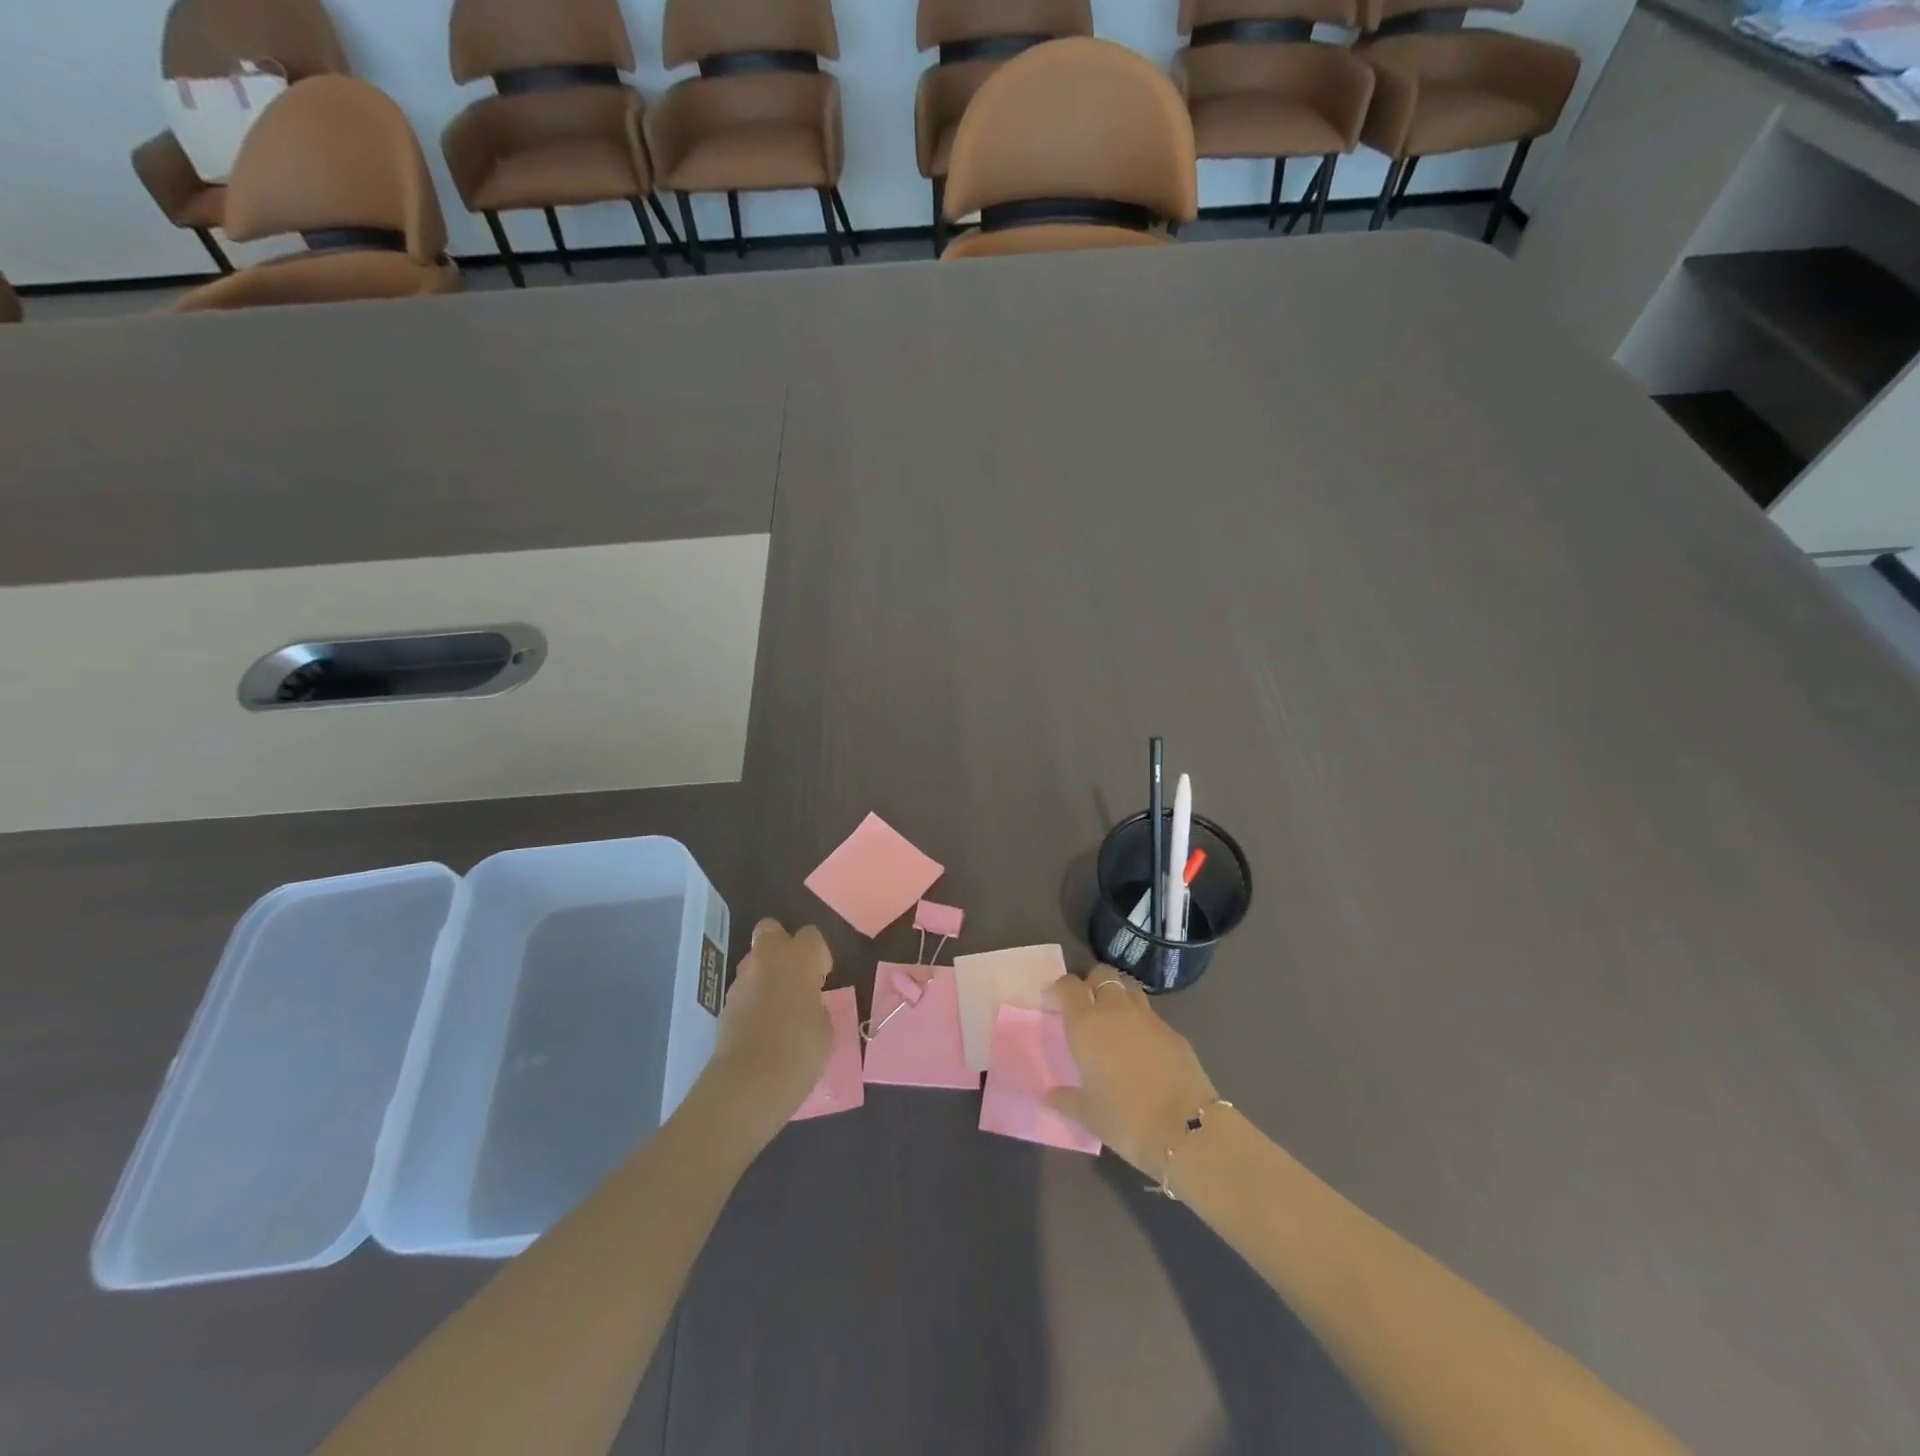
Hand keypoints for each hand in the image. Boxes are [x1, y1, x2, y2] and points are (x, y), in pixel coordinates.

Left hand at [703, 919, 832, 1146]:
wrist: (749, 1083)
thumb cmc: (800, 1049)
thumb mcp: (826, 1026)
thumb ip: (817, 1005)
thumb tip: (807, 1005)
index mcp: (798, 957)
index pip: (811, 935)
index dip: (818, 954)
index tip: (822, 977)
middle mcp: (767, 959)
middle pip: (770, 930)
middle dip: (782, 945)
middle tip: (796, 975)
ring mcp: (741, 981)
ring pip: (754, 961)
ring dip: (766, 974)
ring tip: (780, 1006)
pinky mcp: (725, 1005)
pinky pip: (744, 991)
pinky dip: (754, 999)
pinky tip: (763, 1026)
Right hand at [1046, 966, 1218, 1178]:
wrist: (1185, 1130)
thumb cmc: (1125, 1120)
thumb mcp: (1088, 1115)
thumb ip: (1066, 1100)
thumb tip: (1049, 1097)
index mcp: (1086, 1025)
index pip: (1069, 986)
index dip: (1063, 988)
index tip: (1060, 1000)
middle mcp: (1115, 1011)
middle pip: (1103, 974)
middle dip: (1094, 982)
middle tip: (1090, 1005)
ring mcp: (1148, 1017)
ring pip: (1130, 988)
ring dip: (1120, 995)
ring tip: (1117, 1020)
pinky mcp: (1173, 1031)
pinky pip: (1152, 1015)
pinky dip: (1143, 1022)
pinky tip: (1145, 1046)